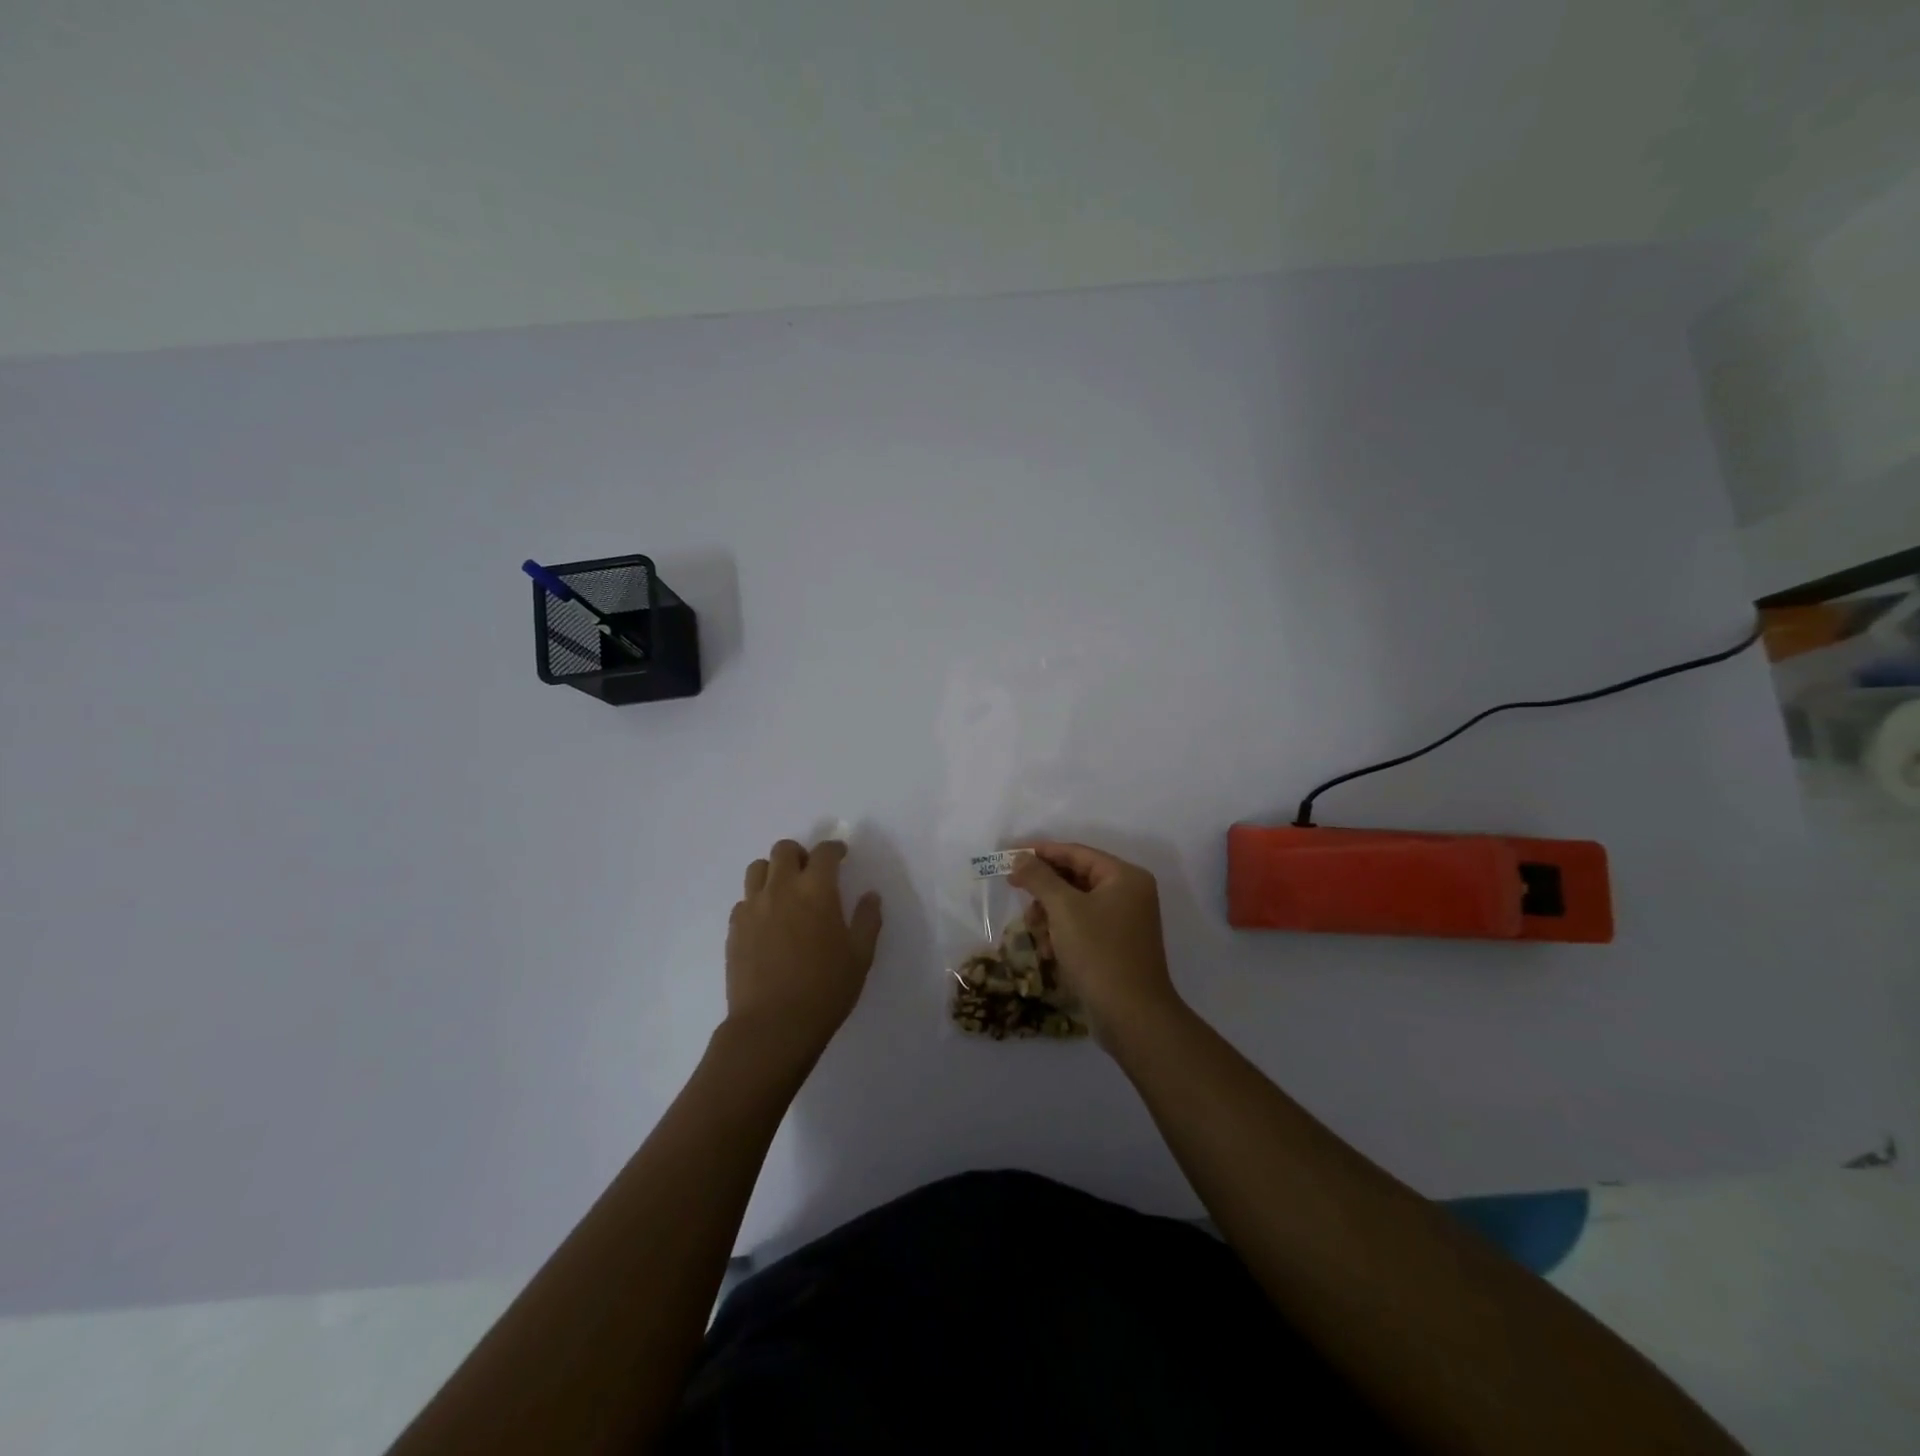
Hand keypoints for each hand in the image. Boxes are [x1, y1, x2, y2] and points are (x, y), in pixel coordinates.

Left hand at [725, 839, 883, 1059]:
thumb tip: (871, 896)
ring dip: (774, 871)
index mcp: (816, 890)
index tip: (841, 855)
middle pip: (784, 850)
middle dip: (800, 854)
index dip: (835, 849)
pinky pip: (744, 900)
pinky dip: (758, 900)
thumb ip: (868, 920)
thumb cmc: (825, 989)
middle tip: (811, 872)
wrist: (773, 1026)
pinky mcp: (734, 928)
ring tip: (785, 891)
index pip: (824, 853)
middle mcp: (781, 889)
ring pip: (758, 868)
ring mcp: (753, 907)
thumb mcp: (860, 956)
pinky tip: (768, 921)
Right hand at [1008, 841, 1180, 1042]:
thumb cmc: (1099, 953)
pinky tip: (1047, 952)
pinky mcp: (1116, 947)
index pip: (1077, 853)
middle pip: (1076, 878)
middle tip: (1016, 893)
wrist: (1132, 1016)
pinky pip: (1083, 927)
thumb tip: (1020, 858)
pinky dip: (1062, 934)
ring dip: (1050, 915)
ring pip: (1076, 905)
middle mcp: (1129, 894)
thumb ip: (1040, 878)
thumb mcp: (1064, 910)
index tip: (1011, 856)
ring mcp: (1125, 922)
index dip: (1042, 852)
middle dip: (1045, 889)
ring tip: (1034, 932)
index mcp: (1125, 877)